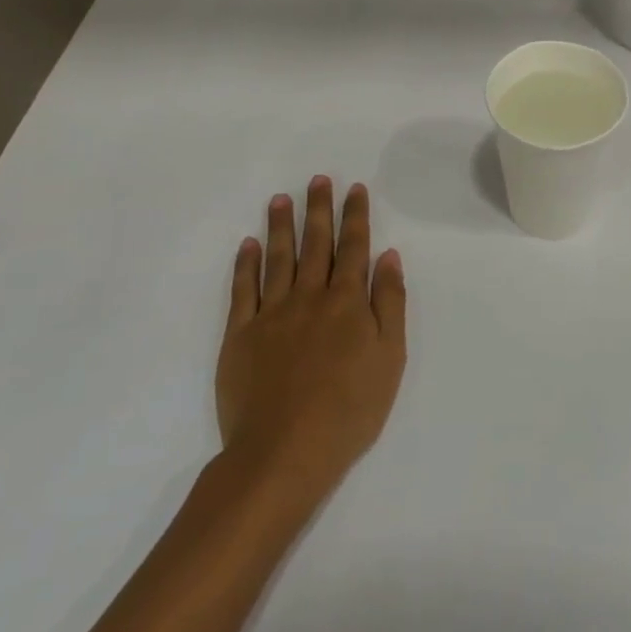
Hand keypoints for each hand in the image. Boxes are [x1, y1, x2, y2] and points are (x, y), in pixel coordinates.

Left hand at [216, 177, 406, 513]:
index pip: (354, 247)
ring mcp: (272, 313)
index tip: (355, 188)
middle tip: (318, 179)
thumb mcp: (389, 357)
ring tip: (281, 198)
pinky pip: (243, 290)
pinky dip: (246, 264)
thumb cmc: (350, 409)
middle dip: (319, 209)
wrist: (284, 452)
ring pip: (278, 258)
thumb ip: (390, 303)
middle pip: (316, 244)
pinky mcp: (240, 335)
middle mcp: (310, 296)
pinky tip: (249, 245)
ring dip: (281, 225)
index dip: (356, 216)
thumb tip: (388, 256)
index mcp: (348, 301)